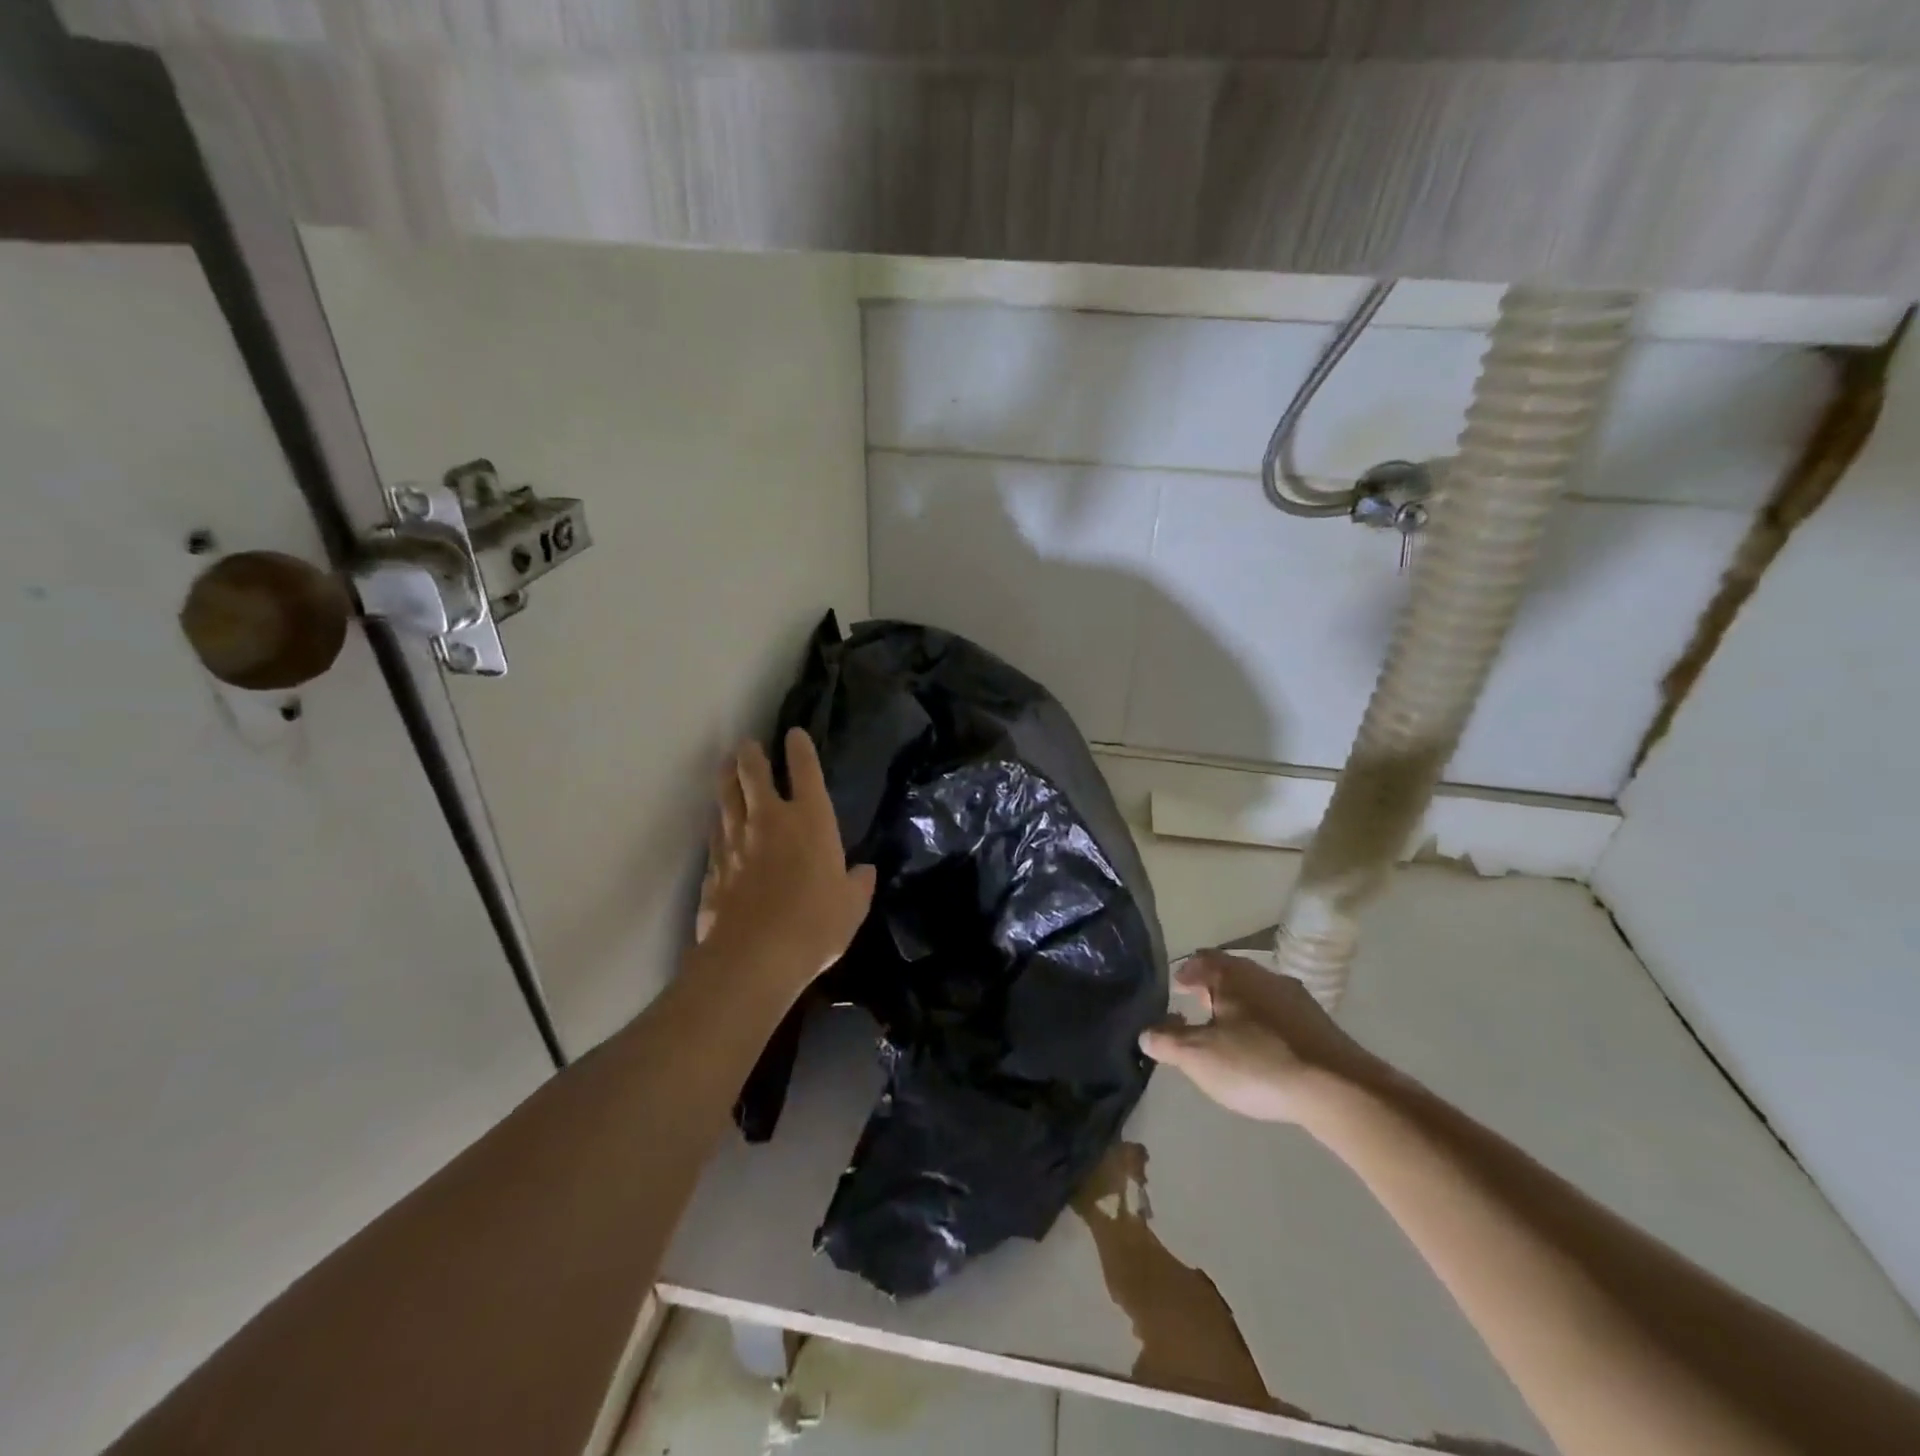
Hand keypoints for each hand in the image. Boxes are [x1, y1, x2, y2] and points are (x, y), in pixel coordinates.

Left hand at [692, 729, 875, 1005]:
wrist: (753, 957)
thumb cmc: (815, 925)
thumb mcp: (852, 906)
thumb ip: (858, 883)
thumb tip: (864, 871)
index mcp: (810, 820)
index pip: (805, 771)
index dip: (800, 749)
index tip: (794, 734)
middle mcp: (769, 820)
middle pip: (752, 773)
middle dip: (750, 754)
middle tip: (748, 745)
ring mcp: (735, 840)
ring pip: (726, 797)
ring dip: (726, 778)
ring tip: (726, 767)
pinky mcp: (713, 866)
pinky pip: (714, 832)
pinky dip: (717, 821)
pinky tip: (717, 822)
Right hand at [1139, 949, 1383, 1126]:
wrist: (1338, 1089)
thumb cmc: (1257, 1063)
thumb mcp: (1199, 1057)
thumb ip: (1167, 1042)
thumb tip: (1146, 1032)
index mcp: (1232, 975)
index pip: (1202, 959)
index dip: (1186, 973)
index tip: (1177, 989)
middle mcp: (1264, 976)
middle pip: (1231, 974)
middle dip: (1213, 990)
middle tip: (1198, 1011)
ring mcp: (1297, 998)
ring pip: (1258, 994)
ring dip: (1241, 1008)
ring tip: (1230, 1034)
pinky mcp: (1320, 1024)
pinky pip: (1281, 1015)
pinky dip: (1266, 1026)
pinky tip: (1265, 1052)